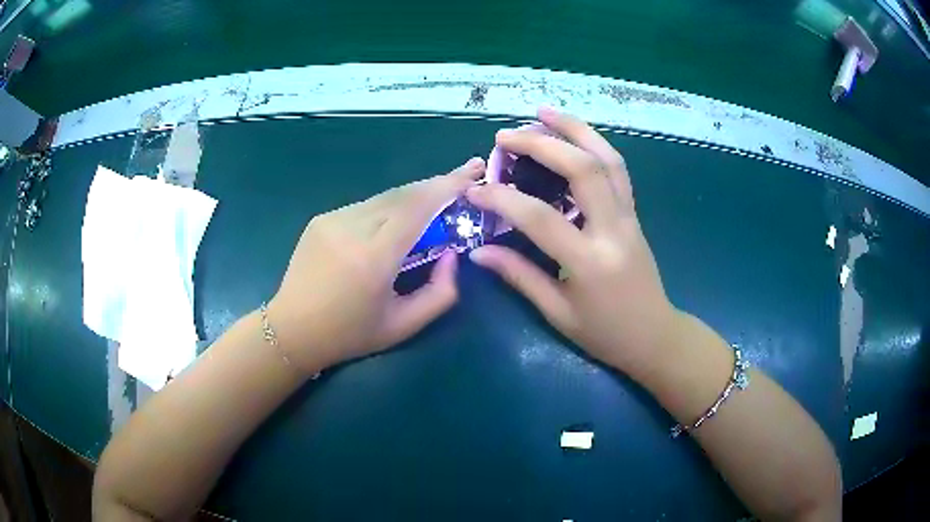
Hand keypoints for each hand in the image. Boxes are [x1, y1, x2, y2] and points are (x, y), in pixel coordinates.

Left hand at [268, 158, 485, 373]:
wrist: (291, 330)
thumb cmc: (349, 335)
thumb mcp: (403, 326)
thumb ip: (440, 293)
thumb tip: (452, 254)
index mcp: (373, 258)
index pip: (417, 207)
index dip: (448, 186)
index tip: (473, 173)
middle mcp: (351, 229)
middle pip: (404, 194)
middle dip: (438, 184)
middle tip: (465, 178)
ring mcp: (332, 219)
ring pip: (385, 197)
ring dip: (415, 197)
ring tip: (437, 202)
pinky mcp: (322, 219)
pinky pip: (366, 206)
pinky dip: (390, 208)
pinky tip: (397, 222)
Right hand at [466, 107, 675, 379]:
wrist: (654, 336)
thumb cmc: (605, 333)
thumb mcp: (558, 313)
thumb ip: (519, 276)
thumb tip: (479, 251)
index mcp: (590, 262)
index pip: (540, 218)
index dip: (502, 200)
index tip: (474, 191)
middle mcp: (614, 230)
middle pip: (583, 169)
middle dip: (541, 144)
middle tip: (505, 136)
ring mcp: (629, 217)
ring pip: (607, 158)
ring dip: (575, 128)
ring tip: (543, 111)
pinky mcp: (634, 213)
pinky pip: (617, 168)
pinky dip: (594, 143)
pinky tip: (573, 135)